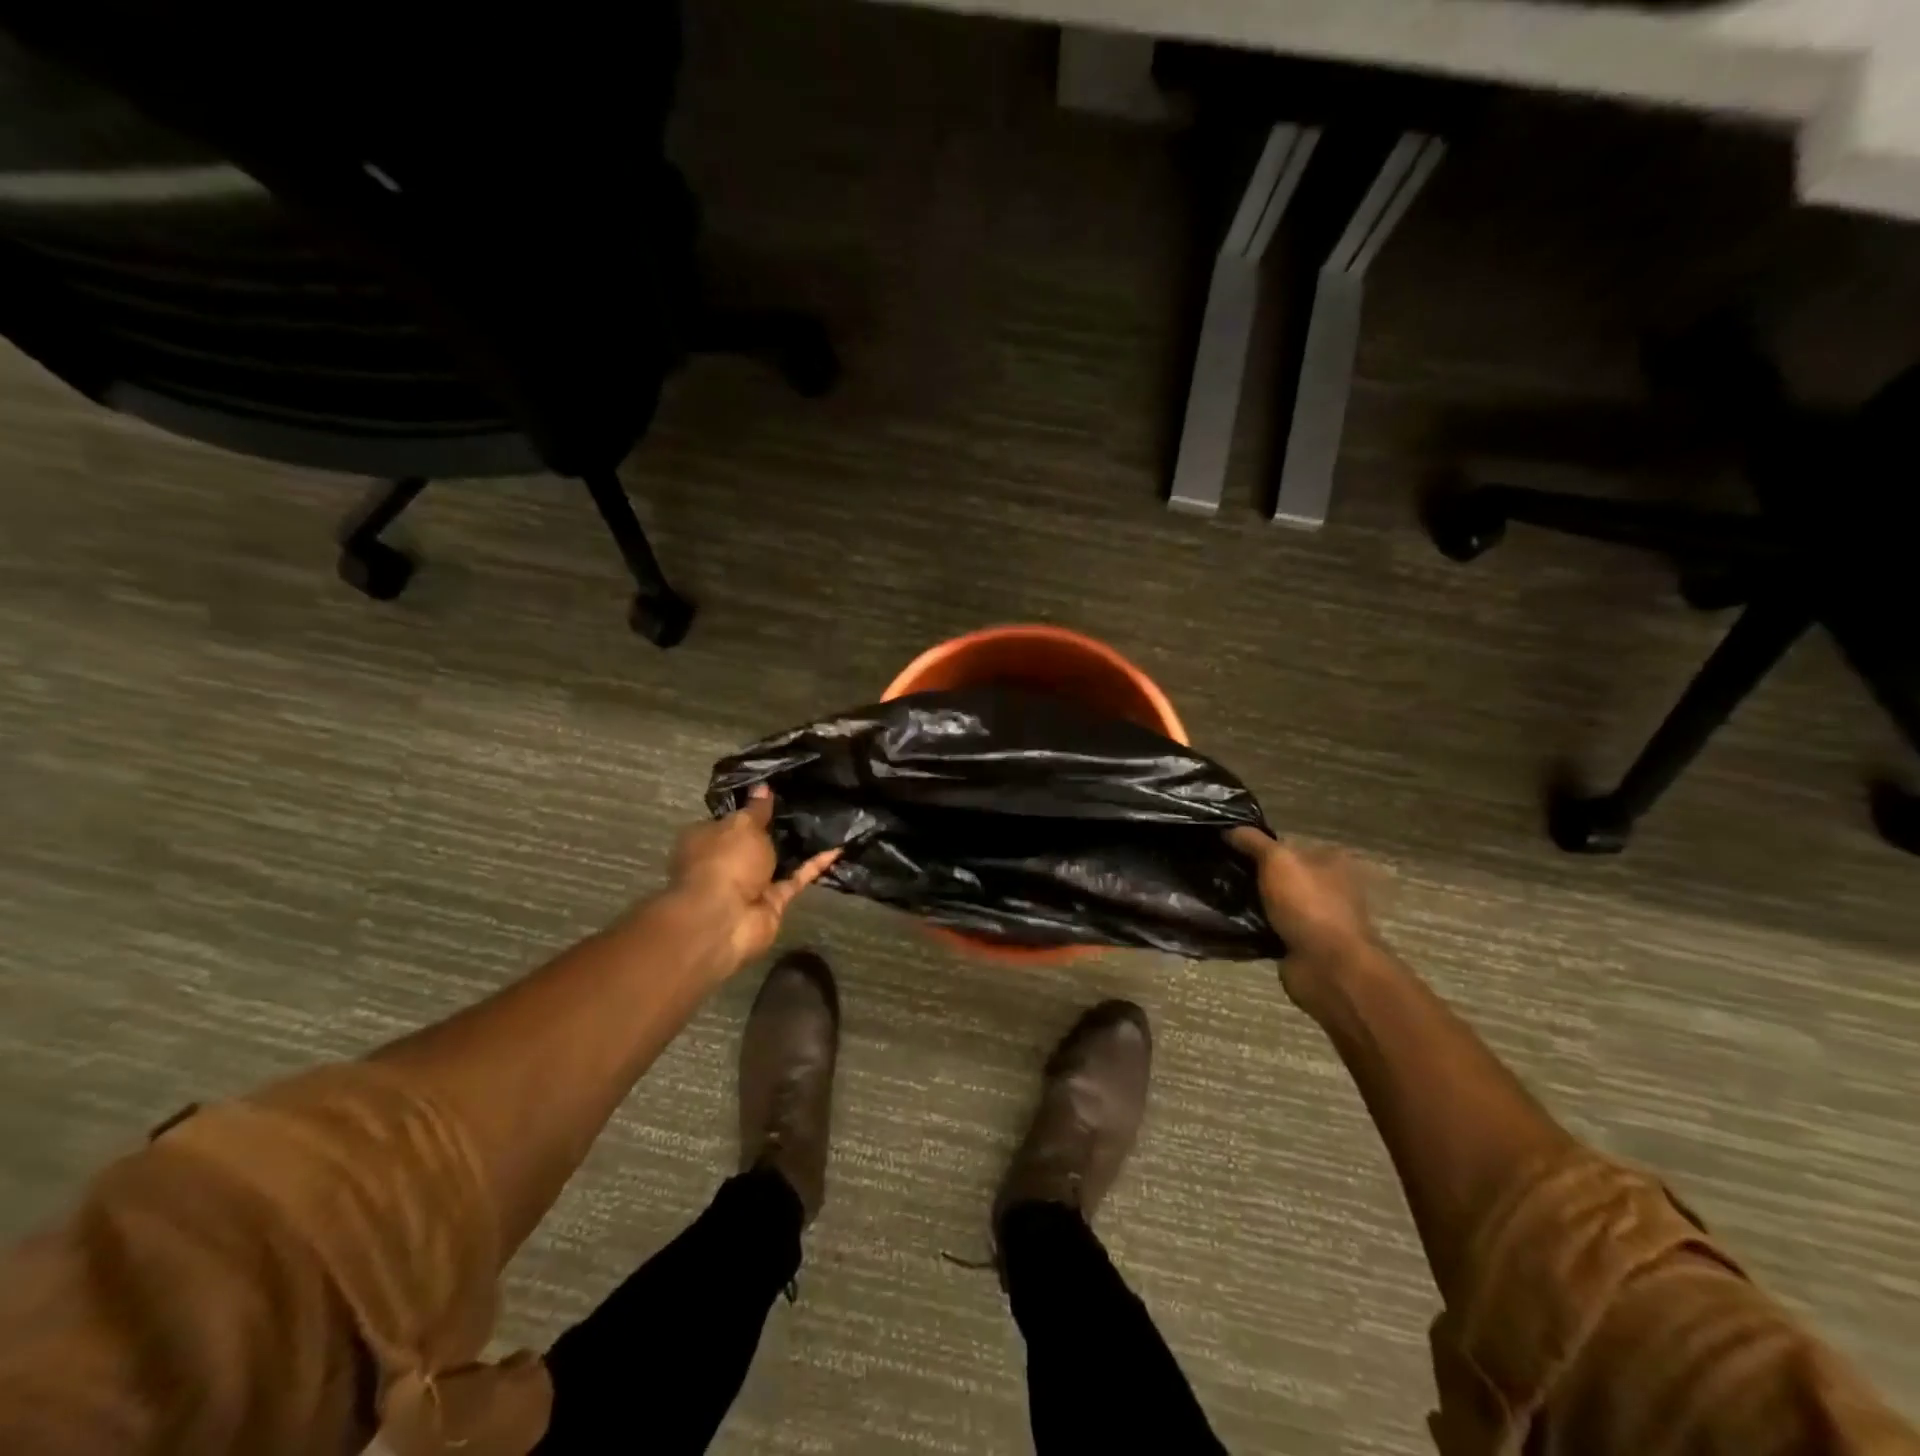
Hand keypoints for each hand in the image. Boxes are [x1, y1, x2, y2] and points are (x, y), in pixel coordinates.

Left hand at [669, 788, 839, 970]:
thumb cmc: (725, 860)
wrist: (725, 919)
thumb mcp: (743, 824)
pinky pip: (796, 879)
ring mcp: (749, 885)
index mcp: (706, 839)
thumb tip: (762, 786)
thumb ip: (757, 808)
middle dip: (777, 829)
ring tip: (827, 823)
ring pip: (778, 862)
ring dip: (798, 848)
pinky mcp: (772, 902)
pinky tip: (837, 849)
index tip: (776, 794)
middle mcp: (725, 862)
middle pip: (754, 842)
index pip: (729, 820)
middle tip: (807, 804)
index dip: (750, 808)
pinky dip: (814, 866)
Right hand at [1225, 828, 1385, 1009]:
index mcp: (1331, 861)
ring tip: (1217, 896)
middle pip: (1281, 874)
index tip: (1228, 846)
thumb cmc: (1308, 903)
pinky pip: (1270, 928)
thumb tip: (1230, 829)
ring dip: (1252, 902)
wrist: (1328, 966)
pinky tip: (1230, 921)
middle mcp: (1328, 887)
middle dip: (1253, 874)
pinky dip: (1254, 926)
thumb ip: (1253, 842)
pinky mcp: (1302, 944)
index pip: (1288, 845)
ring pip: (1274, 902)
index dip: (1259, 844)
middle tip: (1218, 871)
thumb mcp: (1277, 860)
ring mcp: (1316, 918)